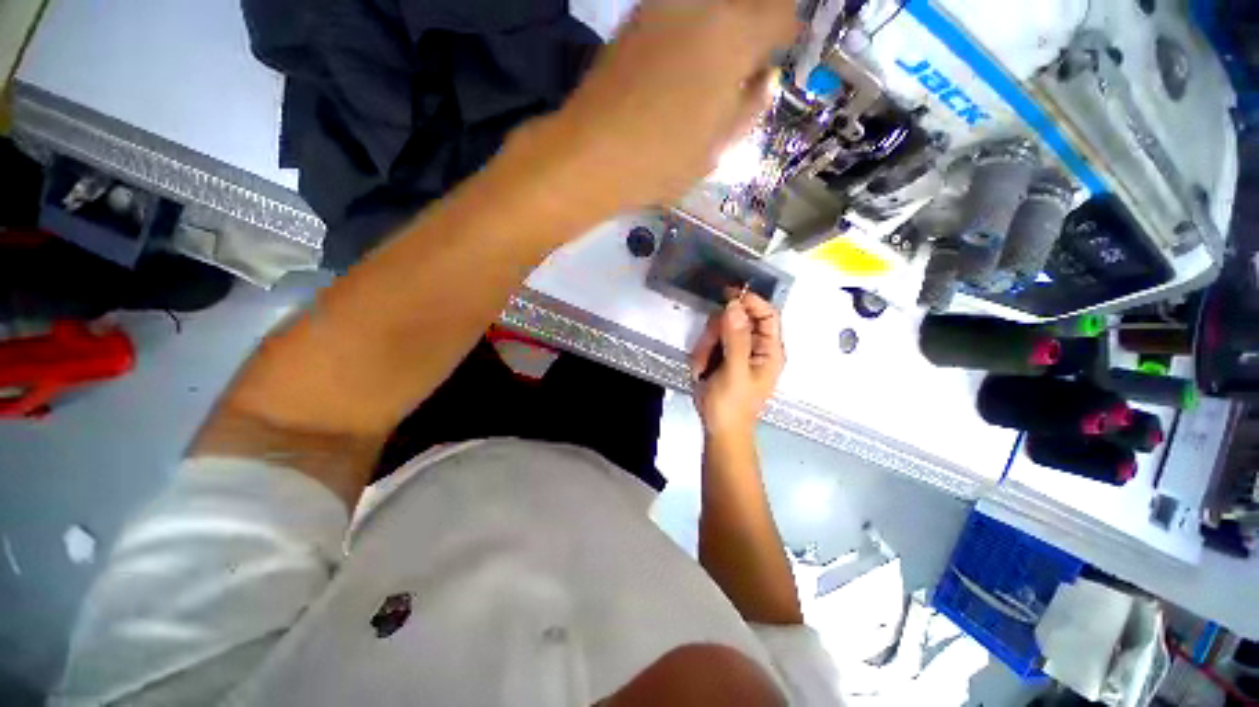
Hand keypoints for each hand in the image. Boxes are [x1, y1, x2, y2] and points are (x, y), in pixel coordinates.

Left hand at [526, 0, 796, 215]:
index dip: (785, 32)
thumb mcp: (717, 148)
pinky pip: (678, 11)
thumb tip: (764, 79)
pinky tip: (681, 60)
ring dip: (722, 22)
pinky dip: (692, 25)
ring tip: (714, 62)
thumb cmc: (663, 161)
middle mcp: (702, 6)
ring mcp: (664, 7)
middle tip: (748, 58)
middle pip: (744, 0)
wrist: (593, 154)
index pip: (779, 13)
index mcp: (735, 37)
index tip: (779, 51)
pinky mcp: (635, 18)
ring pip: (709, 4)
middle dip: (755, 21)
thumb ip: (749, 107)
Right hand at [690, 293, 784, 436]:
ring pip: (720, 328)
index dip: (750, 301)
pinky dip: (702, 352)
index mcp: (770, 349)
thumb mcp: (734, 372)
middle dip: (718, 331)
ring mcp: (738, 351)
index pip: (767, 313)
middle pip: (738, 318)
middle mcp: (757, 346)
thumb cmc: (731, 405)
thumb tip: (735, 305)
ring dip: (706, 344)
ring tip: (702, 366)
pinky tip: (701, 369)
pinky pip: (710, 341)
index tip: (727, 295)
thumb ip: (735, 338)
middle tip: (707, 349)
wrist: (719, 430)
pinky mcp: (723, 356)